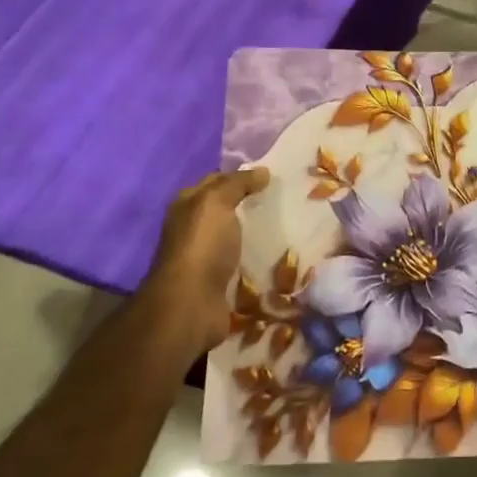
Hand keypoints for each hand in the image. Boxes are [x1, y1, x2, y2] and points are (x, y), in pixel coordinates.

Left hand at [146, 166, 269, 354]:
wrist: (190, 304)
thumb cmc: (201, 246)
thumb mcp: (217, 202)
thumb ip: (238, 183)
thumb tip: (263, 172)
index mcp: (187, 205)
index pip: (216, 181)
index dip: (241, 176)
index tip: (273, 176)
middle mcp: (192, 229)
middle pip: (226, 210)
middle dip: (251, 205)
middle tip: (286, 200)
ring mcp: (205, 257)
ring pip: (235, 237)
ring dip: (256, 234)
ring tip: (290, 227)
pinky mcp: (218, 282)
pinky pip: (242, 264)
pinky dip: (257, 260)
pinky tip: (280, 256)